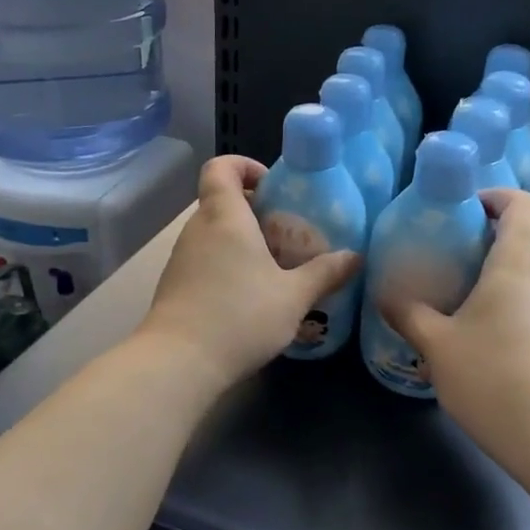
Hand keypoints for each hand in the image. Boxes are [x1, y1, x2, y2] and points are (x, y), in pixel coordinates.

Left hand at [139, 156, 360, 387]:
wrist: (179, 363)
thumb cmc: (240, 316)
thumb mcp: (293, 297)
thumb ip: (325, 273)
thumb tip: (355, 257)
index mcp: (225, 216)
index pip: (221, 167)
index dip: (244, 166)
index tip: (272, 185)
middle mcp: (197, 229)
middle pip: (221, 202)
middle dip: (254, 211)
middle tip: (287, 234)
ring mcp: (181, 258)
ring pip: (213, 234)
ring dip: (241, 242)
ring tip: (275, 269)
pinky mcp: (174, 286)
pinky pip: (204, 261)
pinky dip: (226, 266)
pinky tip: (250, 297)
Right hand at [380, 191, 529, 479]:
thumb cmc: (497, 379)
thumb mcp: (438, 347)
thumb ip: (409, 315)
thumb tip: (384, 294)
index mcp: (522, 262)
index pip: (525, 204)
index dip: (497, 197)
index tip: (465, 210)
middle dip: (523, 222)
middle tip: (482, 241)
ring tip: (483, 285)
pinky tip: (501, 326)